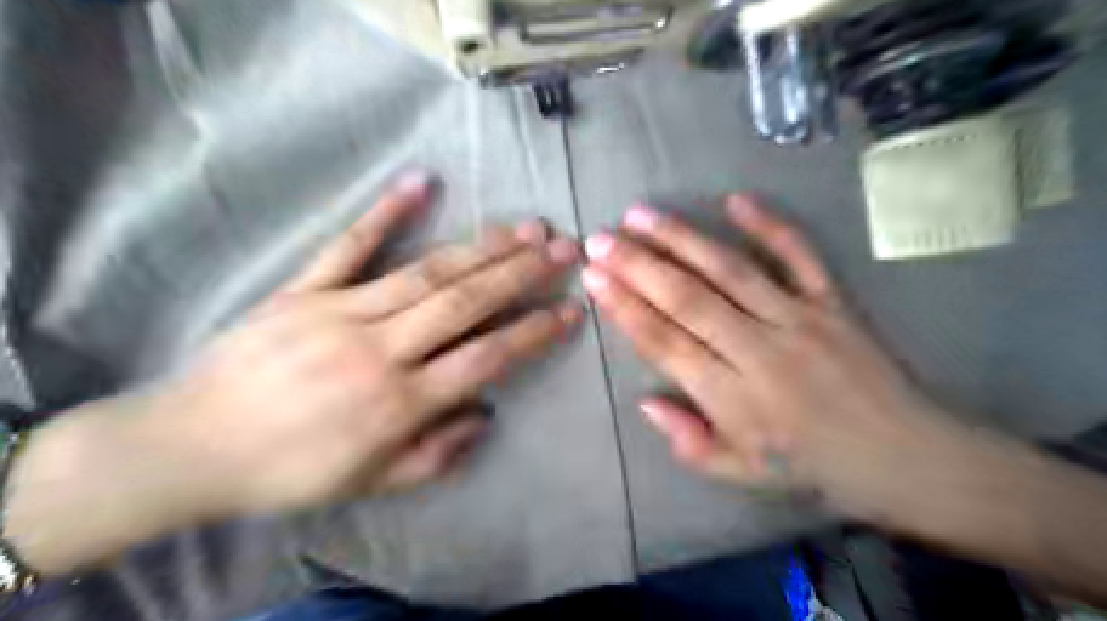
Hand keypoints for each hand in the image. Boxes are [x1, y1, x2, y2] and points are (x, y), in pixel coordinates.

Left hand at [160, 173, 581, 515]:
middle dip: (521, 274)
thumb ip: (438, 453)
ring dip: (481, 247)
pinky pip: (348, 246)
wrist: (190, 448)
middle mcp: (379, 350)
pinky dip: (384, 212)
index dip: (533, 333)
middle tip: (563, 248)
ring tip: (524, 227)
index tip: (570, 310)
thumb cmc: (291, 471)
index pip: (485, 359)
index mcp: (399, 402)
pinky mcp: (302, 290)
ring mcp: (339, 311)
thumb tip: (486, 414)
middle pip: (464, 303)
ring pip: (425, 272)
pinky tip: (420, 181)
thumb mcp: (375, 482)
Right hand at [584, 197, 945, 513]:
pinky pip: (799, 256)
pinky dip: (768, 225)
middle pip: (688, 300)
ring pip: (730, 270)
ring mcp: (799, 319)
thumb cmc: (814, 468)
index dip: (625, 309)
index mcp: (735, 399)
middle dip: (637, 266)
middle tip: (600, 240)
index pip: (666, 343)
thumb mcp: (743, 475)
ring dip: (681, 239)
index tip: (593, 278)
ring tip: (640, 215)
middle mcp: (761, 351)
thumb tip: (645, 400)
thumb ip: (690, 442)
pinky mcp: (833, 302)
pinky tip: (734, 200)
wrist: (908, 457)